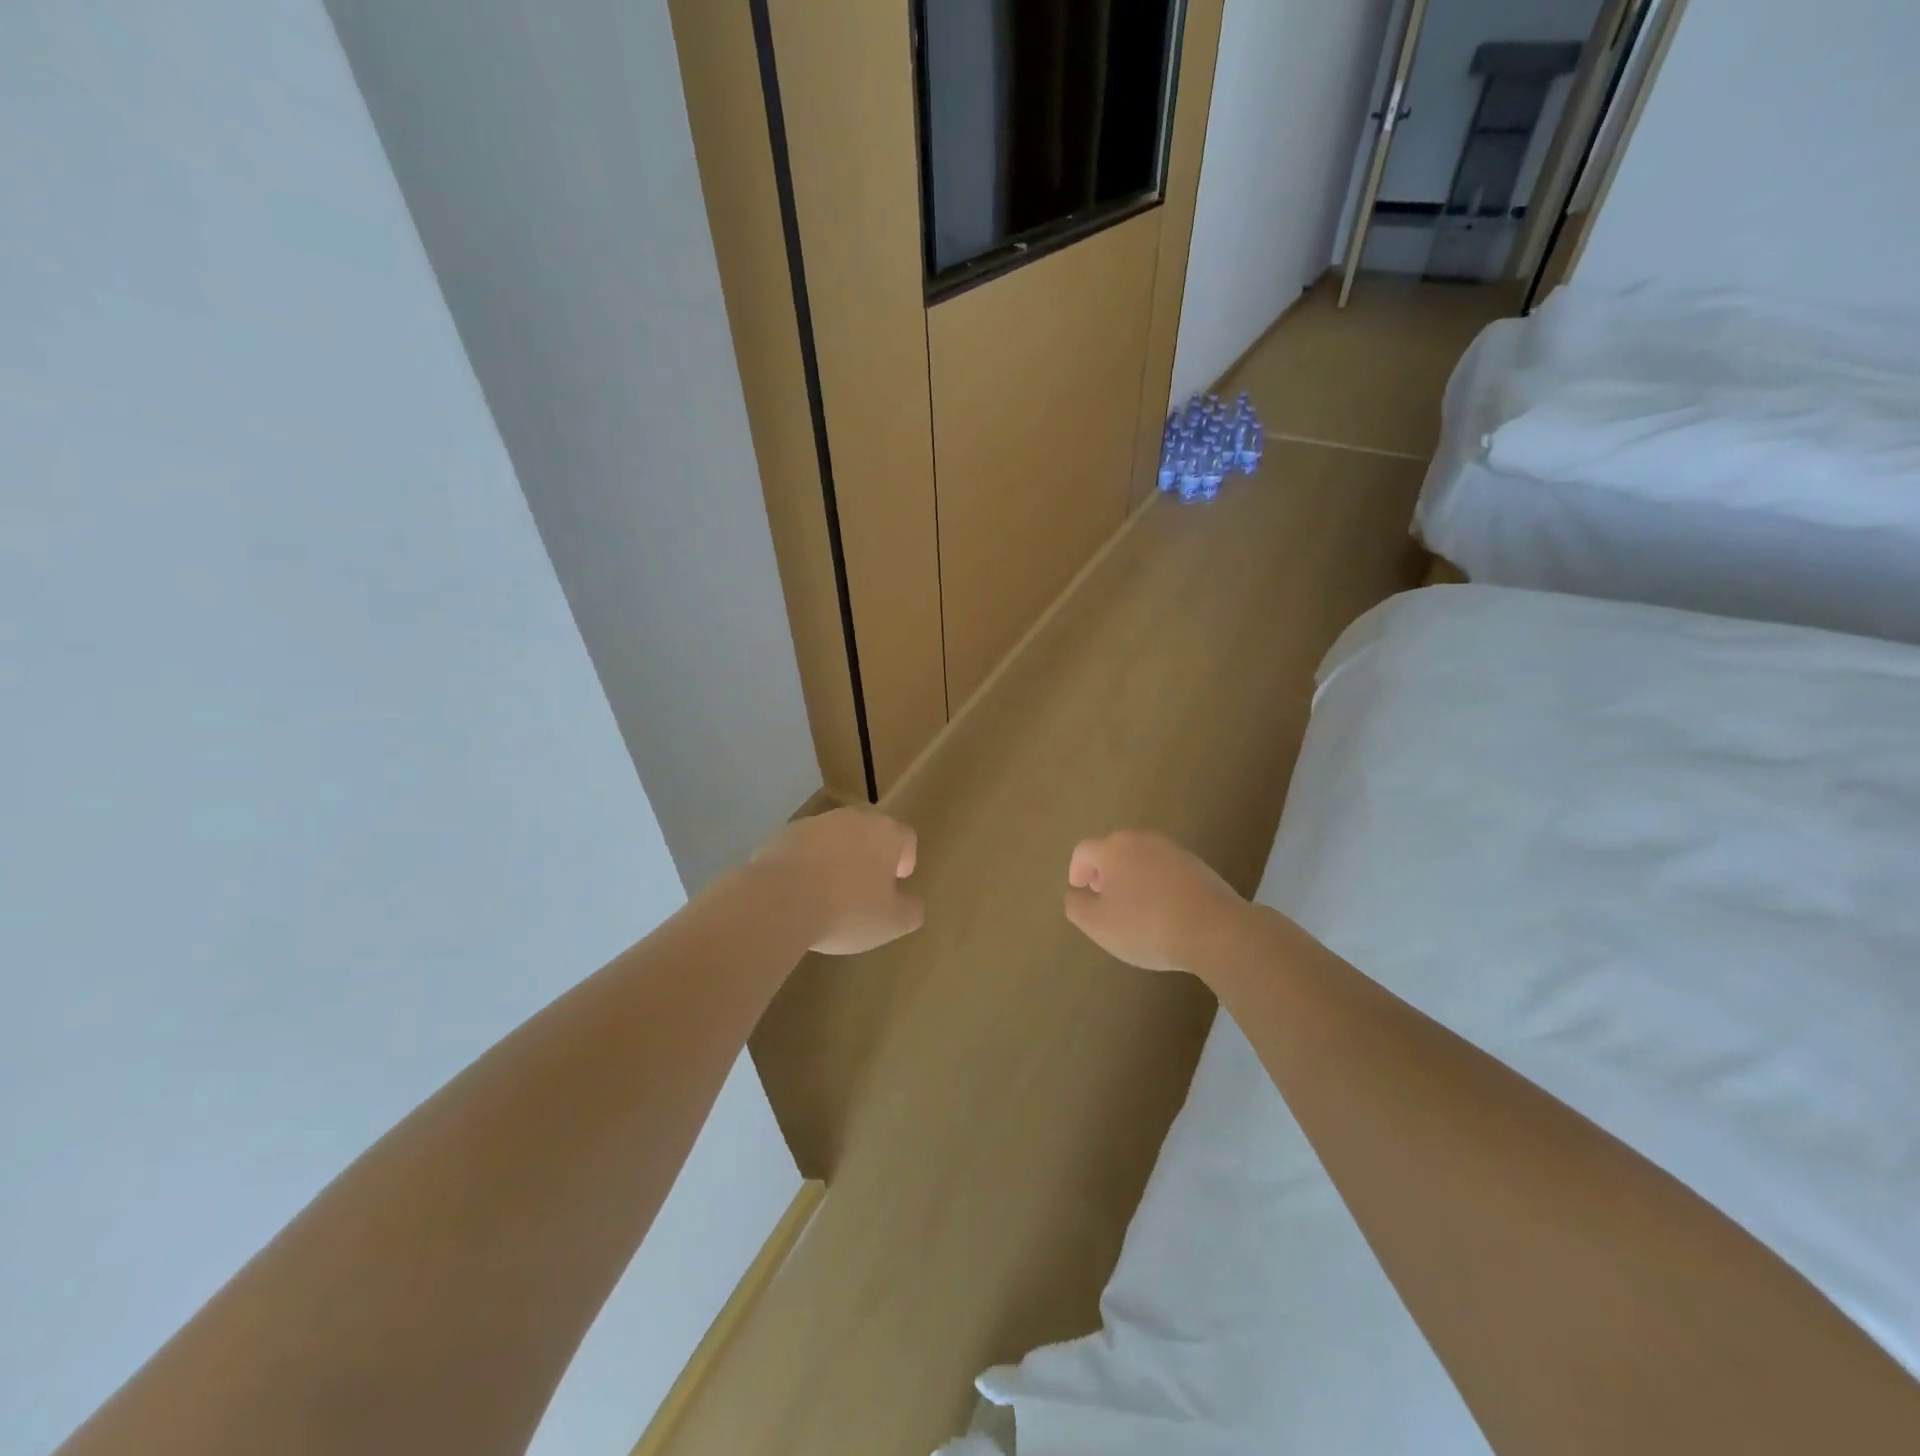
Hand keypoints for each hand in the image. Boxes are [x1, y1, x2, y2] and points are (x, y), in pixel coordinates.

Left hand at [754, 808, 923, 954]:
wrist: (779, 900)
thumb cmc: (847, 910)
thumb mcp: (891, 923)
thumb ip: (911, 911)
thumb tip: (913, 904)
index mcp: (885, 833)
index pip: (906, 837)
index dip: (905, 859)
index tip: (896, 882)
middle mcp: (853, 818)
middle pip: (870, 832)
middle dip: (870, 856)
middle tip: (865, 888)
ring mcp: (815, 823)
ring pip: (835, 838)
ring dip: (837, 858)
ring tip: (829, 893)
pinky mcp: (783, 835)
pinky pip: (805, 848)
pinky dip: (807, 864)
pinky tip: (800, 893)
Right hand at [1063, 830, 1246, 972]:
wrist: (1215, 930)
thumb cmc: (1146, 926)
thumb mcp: (1098, 925)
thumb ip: (1076, 906)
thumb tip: (1075, 893)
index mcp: (1113, 849)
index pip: (1083, 851)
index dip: (1076, 871)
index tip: (1081, 893)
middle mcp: (1141, 840)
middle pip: (1113, 851)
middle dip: (1104, 874)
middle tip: (1105, 901)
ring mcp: (1173, 850)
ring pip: (1141, 859)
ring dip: (1132, 879)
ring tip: (1135, 910)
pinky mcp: (1198, 865)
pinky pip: (1165, 871)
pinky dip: (1157, 885)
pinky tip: (1164, 912)